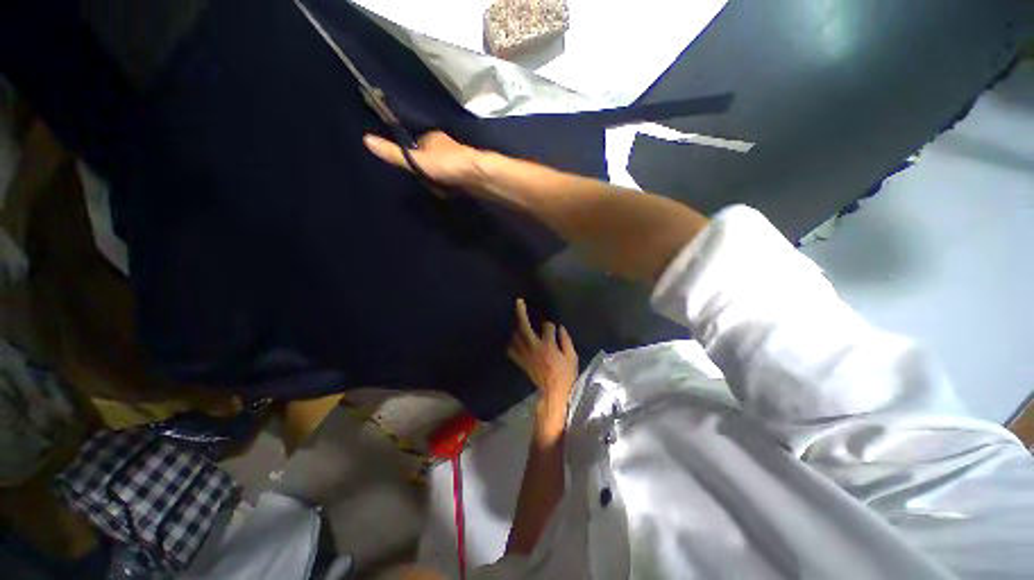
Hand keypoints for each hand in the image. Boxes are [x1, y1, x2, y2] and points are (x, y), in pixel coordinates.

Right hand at [363, 131, 488, 189]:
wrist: (478, 175)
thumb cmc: (447, 165)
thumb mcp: (417, 160)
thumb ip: (395, 153)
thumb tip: (366, 139)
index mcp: (433, 137)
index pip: (416, 144)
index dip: (411, 156)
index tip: (409, 169)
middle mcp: (446, 145)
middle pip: (430, 156)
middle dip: (426, 168)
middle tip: (422, 182)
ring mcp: (459, 158)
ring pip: (443, 167)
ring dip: (439, 176)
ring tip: (434, 189)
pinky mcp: (468, 172)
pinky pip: (454, 177)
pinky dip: (449, 182)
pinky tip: (449, 191)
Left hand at [506, 298, 577, 417]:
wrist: (554, 393)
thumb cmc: (566, 375)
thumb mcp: (572, 356)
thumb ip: (566, 340)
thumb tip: (560, 327)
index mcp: (548, 345)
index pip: (547, 326)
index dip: (550, 325)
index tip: (553, 328)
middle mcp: (534, 347)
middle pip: (524, 326)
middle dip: (521, 312)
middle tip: (519, 302)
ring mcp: (525, 354)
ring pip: (515, 336)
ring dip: (516, 326)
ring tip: (517, 319)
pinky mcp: (521, 362)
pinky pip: (512, 350)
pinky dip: (511, 343)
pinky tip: (513, 340)